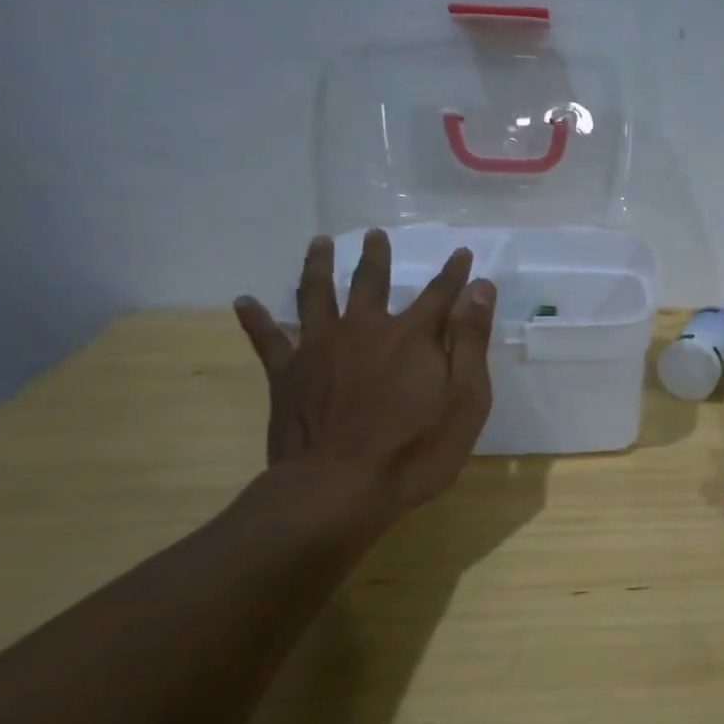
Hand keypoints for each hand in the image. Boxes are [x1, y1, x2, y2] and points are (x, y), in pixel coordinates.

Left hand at [233, 231, 495, 524]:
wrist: (339, 489)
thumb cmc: (416, 448)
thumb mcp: (466, 397)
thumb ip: (471, 339)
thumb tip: (480, 287)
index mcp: (412, 335)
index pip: (440, 293)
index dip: (454, 273)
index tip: (461, 252)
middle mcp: (365, 329)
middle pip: (371, 282)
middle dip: (376, 256)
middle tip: (374, 234)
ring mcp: (320, 348)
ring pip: (316, 295)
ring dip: (318, 266)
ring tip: (318, 243)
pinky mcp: (287, 374)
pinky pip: (267, 339)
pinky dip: (255, 319)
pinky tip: (244, 301)